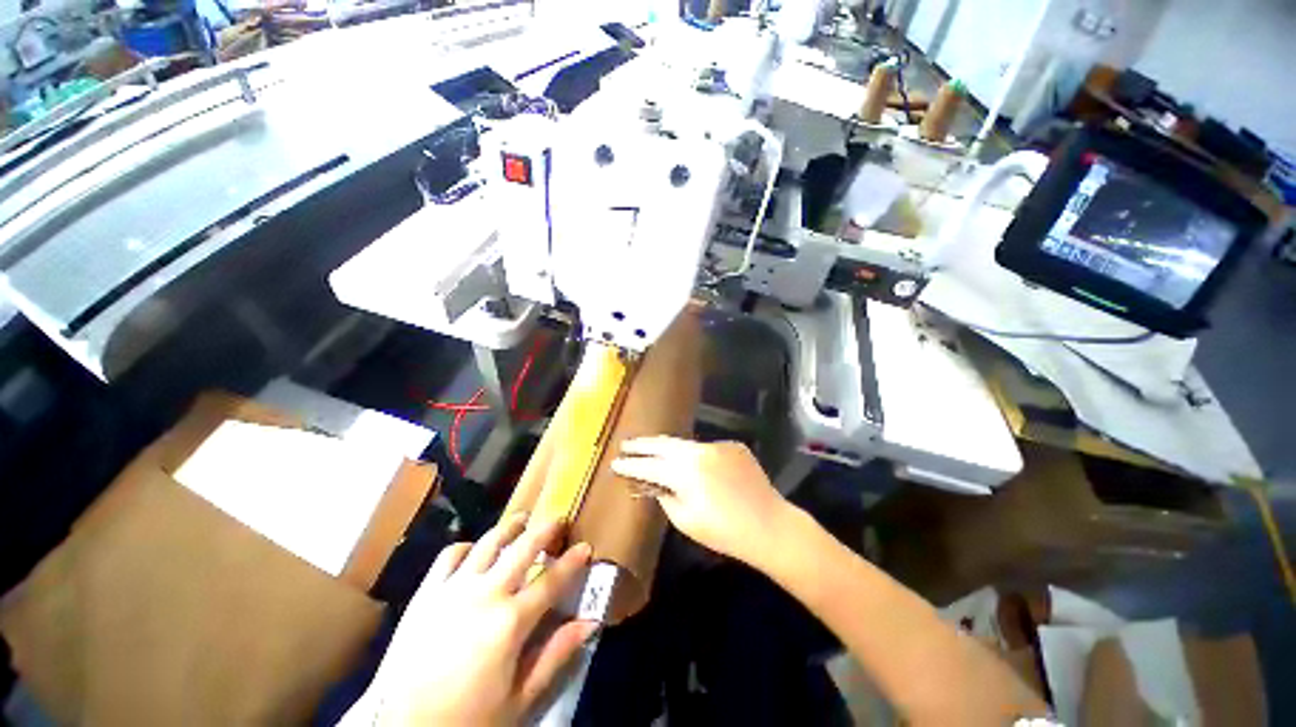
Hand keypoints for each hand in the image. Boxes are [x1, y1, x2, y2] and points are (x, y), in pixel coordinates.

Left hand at [365, 515, 596, 724]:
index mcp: (510, 622)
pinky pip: (450, 556)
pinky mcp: (426, 593)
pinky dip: (467, 547)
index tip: (585, 547)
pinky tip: (474, 551)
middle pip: (523, 549)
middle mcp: (485, 594)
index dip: (572, 562)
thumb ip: (555, 655)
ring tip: (521, 520)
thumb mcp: (518, 699)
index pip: (551, 582)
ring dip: (510, 527)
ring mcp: (453, 589)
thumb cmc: (466, 720)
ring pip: (489, 543)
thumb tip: (589, 623)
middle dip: (545, 530)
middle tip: (558, 519)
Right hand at [611, 437, 789, 564]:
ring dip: (666, 447)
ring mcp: (718, 445)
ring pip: (684, 443)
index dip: (631, 465)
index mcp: (686, 472)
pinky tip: (690, 462)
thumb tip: (654, 483)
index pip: (649, 466)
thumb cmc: (725, 532)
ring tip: (650, 448)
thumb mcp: (686, 521)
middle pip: (663, 444)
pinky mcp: (732, 445)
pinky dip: (693, 454)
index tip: (616, 462)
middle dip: (643, 445)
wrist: (770, 525)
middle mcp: (699, 451)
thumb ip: (665, 496)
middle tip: (626, 444)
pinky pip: (705, 448)